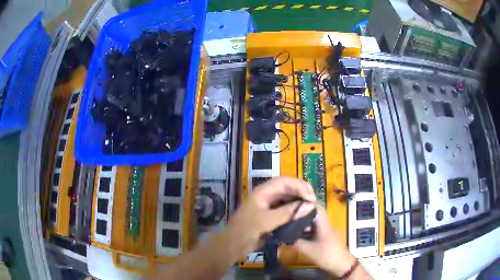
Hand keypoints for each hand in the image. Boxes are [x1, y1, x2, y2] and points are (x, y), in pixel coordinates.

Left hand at [228, 176, 316, 254]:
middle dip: (301, 193)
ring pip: (288, 199)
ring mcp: (269, 206)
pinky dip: (295, 212)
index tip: (311, 197)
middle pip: (288, 188)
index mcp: (263, 192)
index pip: (285, 181)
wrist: (234, 244)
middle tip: (313, 202)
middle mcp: (267, 196)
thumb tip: (309, 205)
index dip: (300, 186)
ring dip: (299, 202)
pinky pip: (286, 210)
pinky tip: (303, 217)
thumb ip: (288, 212)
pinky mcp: (271, 216)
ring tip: (310, 209)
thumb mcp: (267, 221)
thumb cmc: (247, 230)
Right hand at [294, 206, 356, 276]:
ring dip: (304, 220)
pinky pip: (316, 227)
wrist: (341, 264)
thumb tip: (283, 236)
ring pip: (315, 220)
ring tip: (291, 222)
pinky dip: (308, 227)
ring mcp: (327, 229)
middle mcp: (326, 223)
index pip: (315, 206)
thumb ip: (295, 242)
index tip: (291, 202)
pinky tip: (299, 233)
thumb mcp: (308, 250)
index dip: (304, 202)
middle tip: (288, 213)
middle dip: (302, 211)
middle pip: (314, 212)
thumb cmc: (326, 254)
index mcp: (323, 223)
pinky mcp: (327, 236)